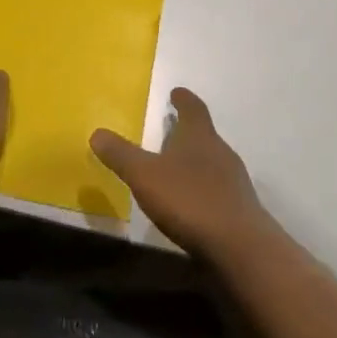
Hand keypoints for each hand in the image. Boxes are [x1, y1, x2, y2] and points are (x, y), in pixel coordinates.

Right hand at [91, 88, 267, 258]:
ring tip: (178, 167)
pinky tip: (193, 203)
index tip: (176, 92)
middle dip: (188, 131)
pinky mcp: (240, 208)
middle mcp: (221, 151)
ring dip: (196, 161)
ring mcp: (234, 180)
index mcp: (199, 135)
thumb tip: (97, 133)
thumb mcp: (145, 176)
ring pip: (213, 161)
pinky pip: (218, 188)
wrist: (239, 245)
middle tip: (171, 130)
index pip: (193, 108)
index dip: (183, 99)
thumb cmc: (189, 199)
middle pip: (204, 134)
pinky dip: (204, 188)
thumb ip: (121, 155)